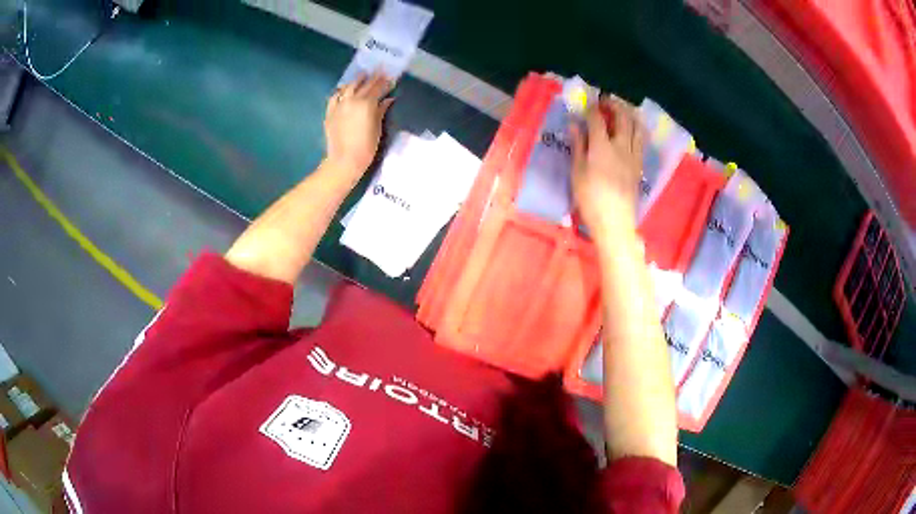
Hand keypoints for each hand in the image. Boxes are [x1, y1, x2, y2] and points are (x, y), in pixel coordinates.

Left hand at [324, 71, 393, 178]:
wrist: (344, 160)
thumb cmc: (366, 147)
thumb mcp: (377, 128)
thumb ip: (381, 111)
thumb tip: (388, 100)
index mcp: (367, 104)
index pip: (377, 88)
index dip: (384, 82)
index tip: (390, 76)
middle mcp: (352, 100)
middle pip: (364, 85)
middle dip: (373, 78)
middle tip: (379, 70)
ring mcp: (339, 106)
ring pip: (348, 88)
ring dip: (356, 81)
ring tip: (362, 76)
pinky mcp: (330, 113)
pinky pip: (334, 97)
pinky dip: (340, 92)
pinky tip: (343, 90)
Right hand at [570, 96, 643, 236]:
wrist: (615, 222)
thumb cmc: (590, 199)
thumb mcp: (577, 173)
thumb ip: (578, 146)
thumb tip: (574, 125)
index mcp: (602, 147)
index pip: (597, 119)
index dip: (592, 108)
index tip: (588, 102)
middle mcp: (621, 146)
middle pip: (623, 118)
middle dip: (615, 105)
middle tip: (607, 101)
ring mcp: (633, 156)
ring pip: (637, 128)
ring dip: (630, 115)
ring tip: (624, 110)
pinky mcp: (639, 166)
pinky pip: (641, 141)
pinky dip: (637, 130)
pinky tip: (633, 130)